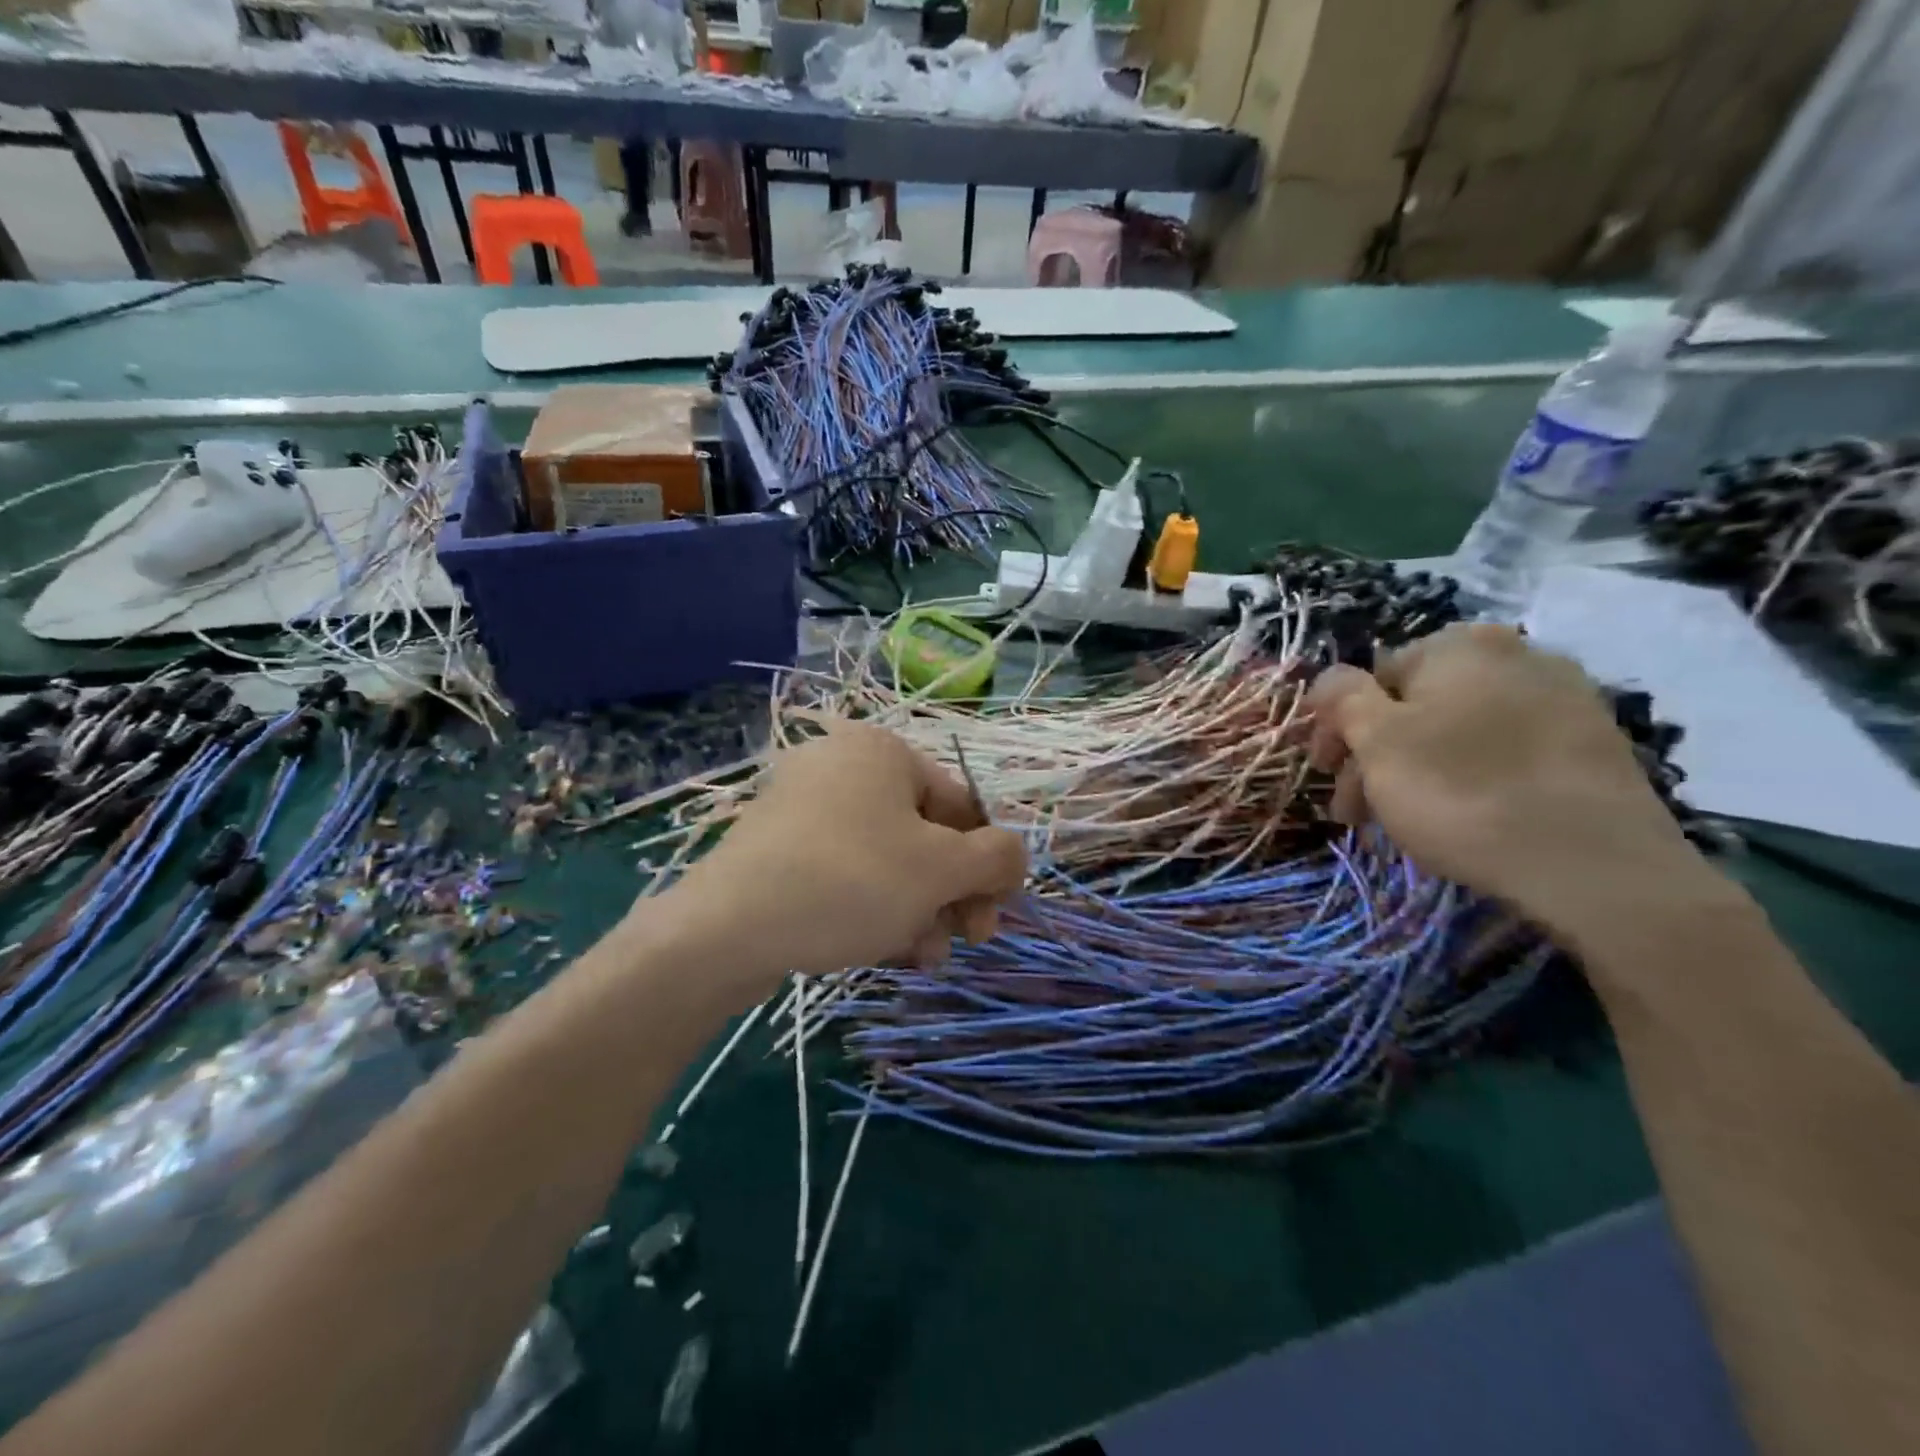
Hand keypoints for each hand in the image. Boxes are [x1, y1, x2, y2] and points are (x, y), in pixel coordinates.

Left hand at [659, 722, 1026, 992]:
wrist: (724, 929)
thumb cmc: (849, 881)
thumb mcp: (940, 869)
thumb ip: (996, 857)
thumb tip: (1014, 855)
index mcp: (884, 751)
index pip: (962, 805)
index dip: (987, 862)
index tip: (995, 915)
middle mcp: (843, 767)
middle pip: (924, 835)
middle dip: (951, 894)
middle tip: (965, 942)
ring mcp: (805, 807)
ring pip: (888, 861)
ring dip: (919, 910)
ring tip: (922, 957)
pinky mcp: (779, 849)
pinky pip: (846, 873)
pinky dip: (874, 908)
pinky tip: (885, 951)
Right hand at [1306, 624, 1711, 930]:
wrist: (1595, 867)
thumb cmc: (1462, 792)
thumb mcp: (1376, 741)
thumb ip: (1341, 696)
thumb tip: (1331, 678)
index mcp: (1460, 645)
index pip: (1371, 678)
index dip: (1339, 729)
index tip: (1327, 776)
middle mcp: (1517, 654)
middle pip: (1416, 706)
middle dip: (1376, 756)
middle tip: (1356, 812)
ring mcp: (1565, 699)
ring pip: (1459, 731)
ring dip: (1417, 770)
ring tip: (1403, 824)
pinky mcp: (1595, 746)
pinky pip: (1506, 753)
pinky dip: (1471, 778)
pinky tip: (1465, 818)